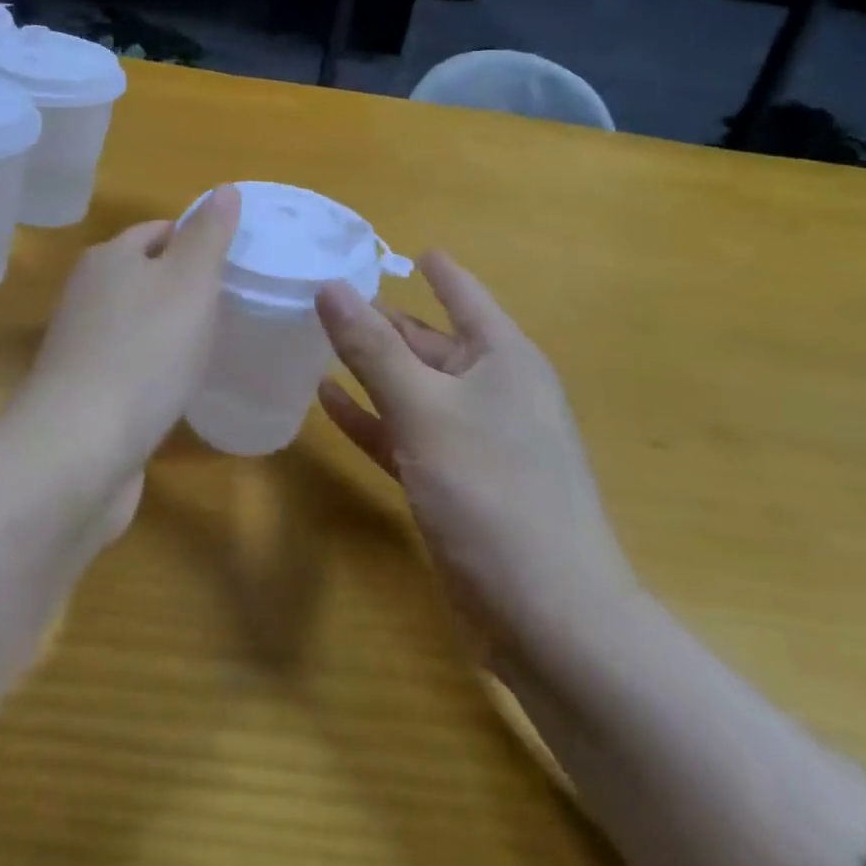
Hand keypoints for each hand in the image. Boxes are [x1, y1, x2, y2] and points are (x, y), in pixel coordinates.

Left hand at [9, 186, 239, 479]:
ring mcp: (81, 346)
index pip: (158, 230)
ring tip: (213, 343)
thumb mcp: (190, 281)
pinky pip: (130, 364)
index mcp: (109, 258)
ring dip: (170, 328)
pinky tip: (179, 386)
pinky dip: (155, 367)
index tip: (234, 261)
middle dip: (184, 284)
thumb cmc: (144, 352)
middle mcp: (87, 294)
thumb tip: (225, 189)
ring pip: (137, 321)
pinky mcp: (84, 392)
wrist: (80, 448)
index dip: (196, 239)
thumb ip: (209, 235)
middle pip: (144, 275)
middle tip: (231, 303)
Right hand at [315, 251, 635, 663]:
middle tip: (322, 294)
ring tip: (315, 338)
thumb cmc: (493, 492)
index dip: (434, 268)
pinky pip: (405, 433)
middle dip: (380, 319)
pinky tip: (327, 400)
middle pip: (428, 340)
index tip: (398, 246)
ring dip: (369, 368)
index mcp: (503, 357)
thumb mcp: (425, 410)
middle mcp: (492, 390)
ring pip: (412, 387)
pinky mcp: (454, 481)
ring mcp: (473, 438)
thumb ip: (372, 349)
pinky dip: (370, 417)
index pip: (463, 294)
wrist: (550, 619)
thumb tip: (329, 286)